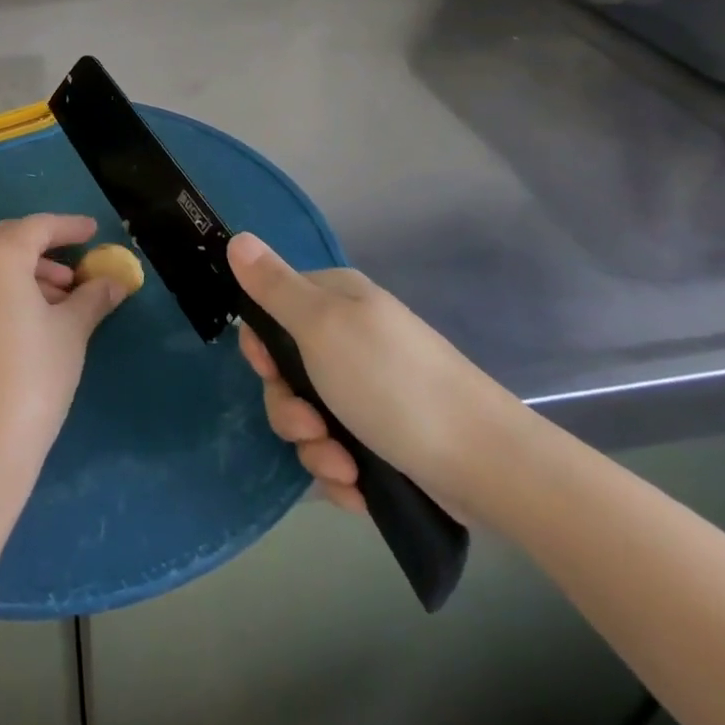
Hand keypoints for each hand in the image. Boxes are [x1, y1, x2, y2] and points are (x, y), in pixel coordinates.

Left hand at [0, 215, 130, 487]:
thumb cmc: (32, 376)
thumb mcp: (71, 331)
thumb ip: (93, 298)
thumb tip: (115, 282)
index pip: (38, 227)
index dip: (69, 226)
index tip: (94, 230)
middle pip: (9, 239)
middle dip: (45, 246)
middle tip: (76, 264)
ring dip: (28, 271)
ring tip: (65, 297)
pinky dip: (8, 288)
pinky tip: (36, 317)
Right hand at [229, 233, 526, 523]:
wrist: (487, 464)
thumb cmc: (394, 384)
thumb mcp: (322, 326)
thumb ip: (273, 286)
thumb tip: (237, 237)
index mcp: (335, 303)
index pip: (271, 310)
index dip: (260, 344)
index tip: (267, 369)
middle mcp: (350, 340)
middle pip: (285, 372)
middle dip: (289, 409)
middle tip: (310, 427)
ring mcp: (369, 390)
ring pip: (308, 417)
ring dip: (315, 447)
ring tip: (344, 467)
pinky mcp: (384, 438)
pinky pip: (337, 452)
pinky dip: (341, 473)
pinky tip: (358, 487)